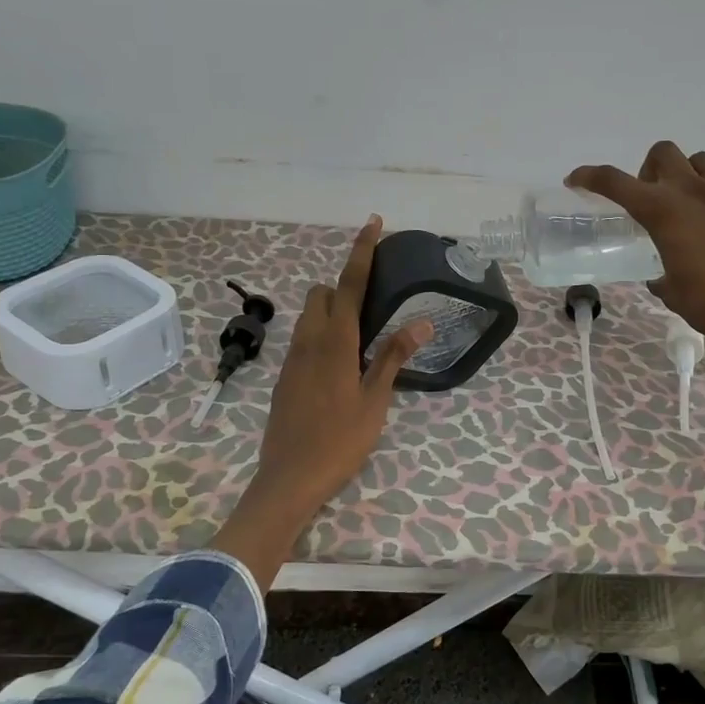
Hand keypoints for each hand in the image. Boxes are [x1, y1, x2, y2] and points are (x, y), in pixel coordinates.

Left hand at [210, 216, 432, 586]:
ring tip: (359, 338)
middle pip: (321, 293)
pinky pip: (302, 340)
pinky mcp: (284, 377)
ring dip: (330, 311)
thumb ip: (393, 357)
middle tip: (372, 307)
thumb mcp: (375, 401)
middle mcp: (308, 342)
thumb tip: (420, 323)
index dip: (362, 251)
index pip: (349, 284)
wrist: (288, 479)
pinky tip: (339, 366)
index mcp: (335, 343)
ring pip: (308, 316)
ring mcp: (291, 359)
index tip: (373, 223)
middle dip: (342, 286)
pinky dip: (321, 335)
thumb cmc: (339, 441)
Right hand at [567, 142, 704, 365]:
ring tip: (689, 199)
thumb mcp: (672, 293)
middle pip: (663, 153)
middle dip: (649, 170)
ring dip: (688, 172)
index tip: (577, 180)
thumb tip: (661, 278)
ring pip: (701, 158)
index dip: (591, 177)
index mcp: (663, 212)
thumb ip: (661, 277)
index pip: (616, 183)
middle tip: (650, 198)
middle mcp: (693, 191)